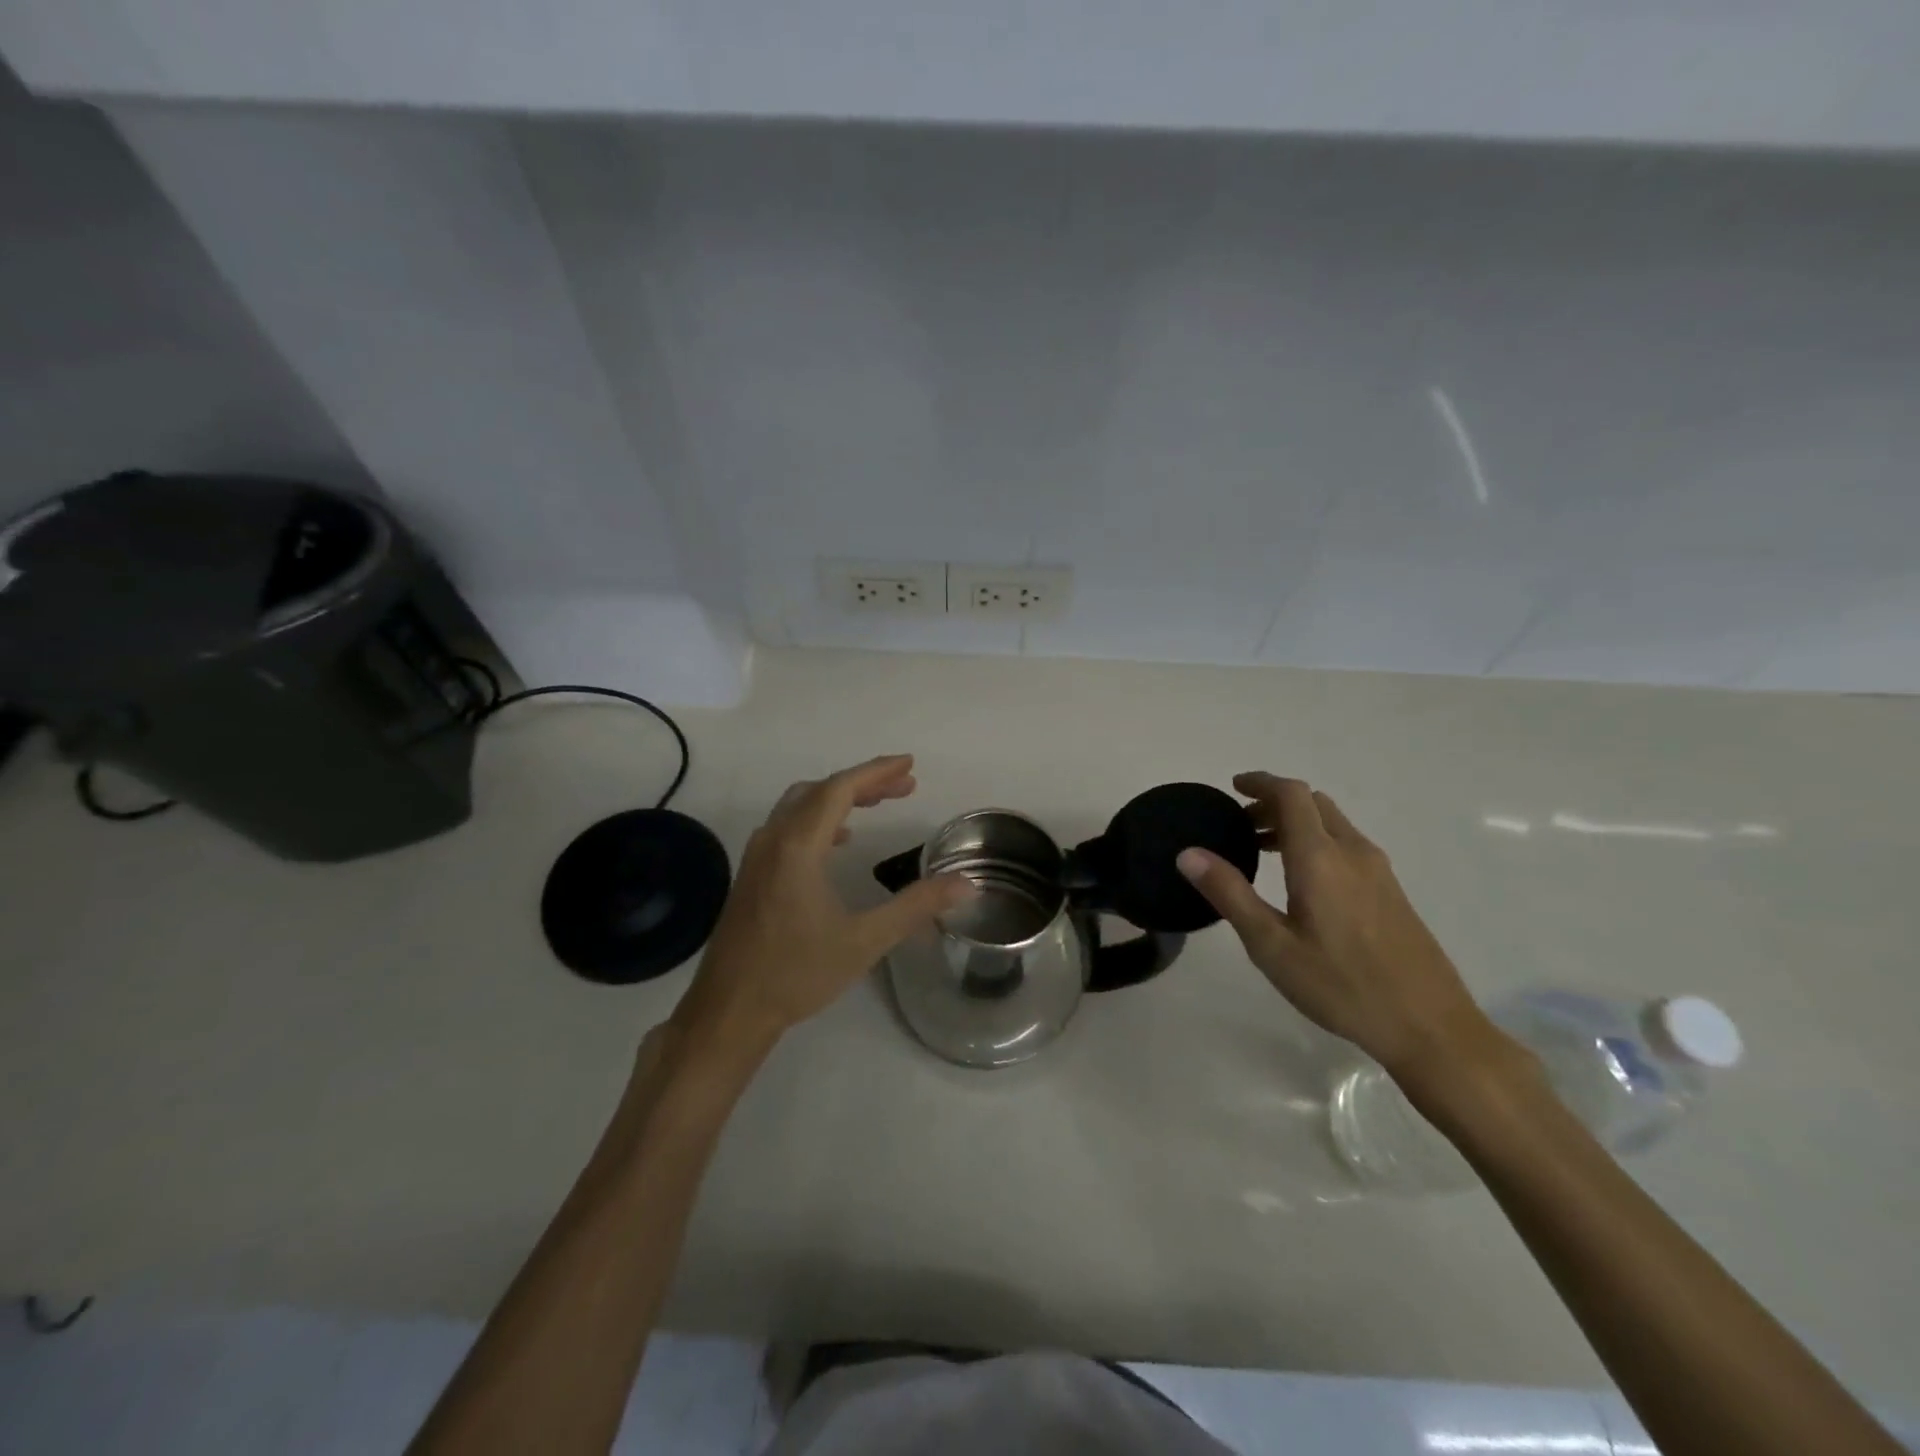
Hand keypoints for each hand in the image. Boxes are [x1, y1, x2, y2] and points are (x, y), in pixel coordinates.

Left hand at [673, 755, 973, 1049]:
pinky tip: (838, 842)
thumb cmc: (797, 973)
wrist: (729, 1010)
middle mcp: (773, 840)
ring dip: (839, 798)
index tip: (909, 765)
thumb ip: (916, 906)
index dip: (876, 772)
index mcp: (797, 846)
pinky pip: (788, 826)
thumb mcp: (865, 940)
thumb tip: (965, 884)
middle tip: (904, 785)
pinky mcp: (752, 874)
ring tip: (876, 804)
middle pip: (820, 791)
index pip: (839, 790)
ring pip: (800, 806)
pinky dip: (818, 819)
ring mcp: (757, 856)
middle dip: (863, 782)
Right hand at [1177, 772, 1502, 1080]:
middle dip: (1274, 803)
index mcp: (1320, 857)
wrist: (1430, 1027)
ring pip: (1332, 824)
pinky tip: (1302, 882)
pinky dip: (1316, 842)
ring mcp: (1379, 871)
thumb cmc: (1341, 985)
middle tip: (1241, 825)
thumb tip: (1188, 853)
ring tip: (1263, 851)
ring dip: (1296, 823)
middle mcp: (1353, 852)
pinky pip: (1347, 846)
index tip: (1233, 787)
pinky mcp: (1392, 892)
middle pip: (1313, 803)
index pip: (1291, 795)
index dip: (1261, 782)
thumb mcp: (1271, 945)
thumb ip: (1229, 894)